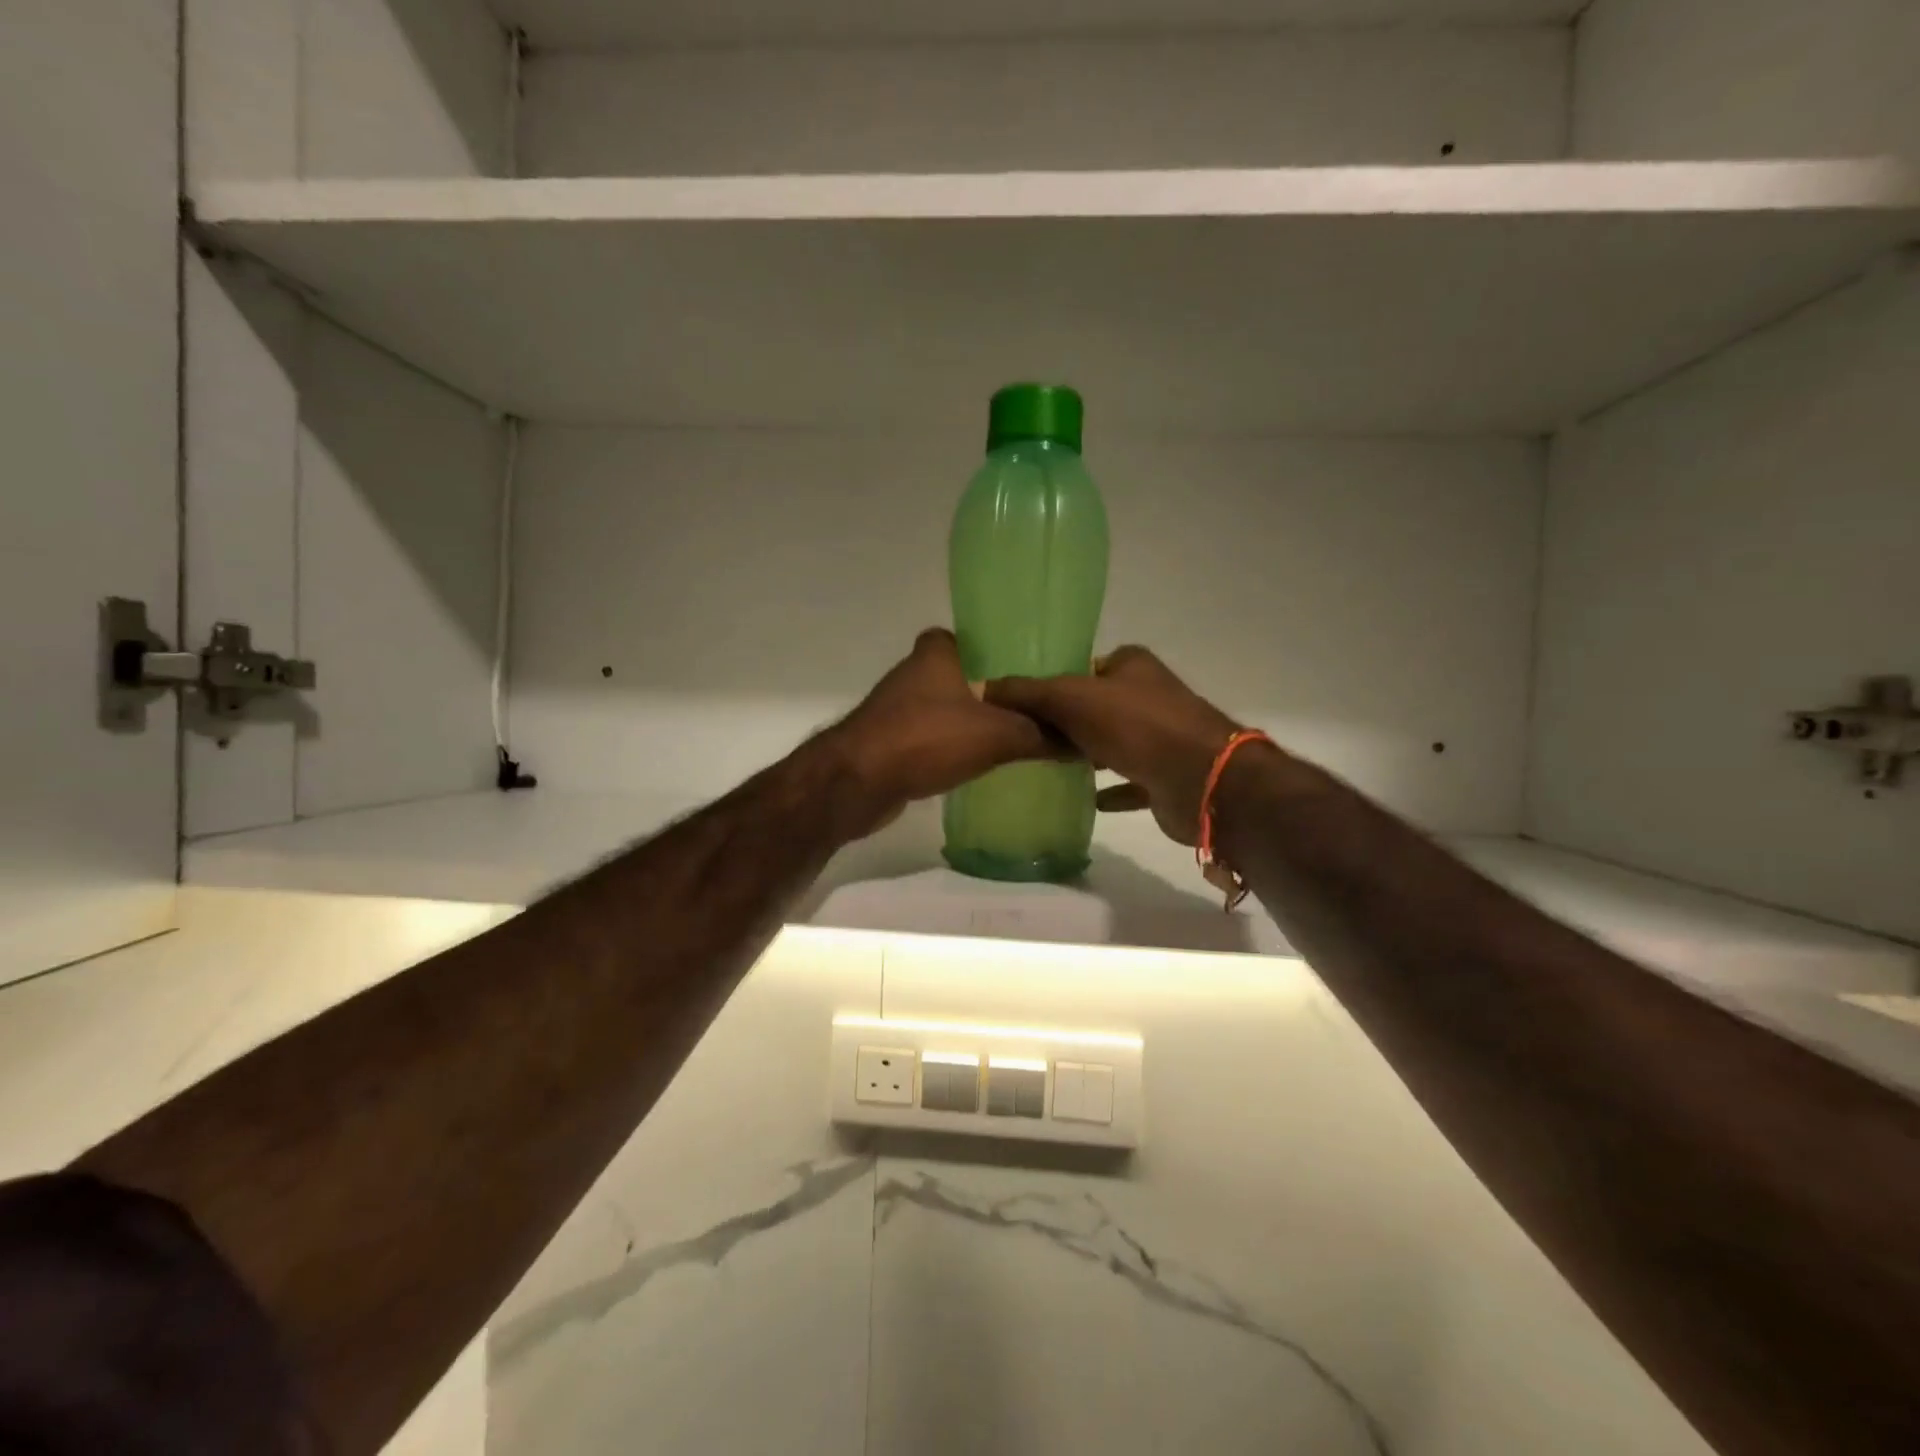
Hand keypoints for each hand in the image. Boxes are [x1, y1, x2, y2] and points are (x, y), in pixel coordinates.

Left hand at [822, 629, 1060, 836]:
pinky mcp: (890, 743)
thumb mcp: (996, 735)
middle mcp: (913, 675)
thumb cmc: (925, 740)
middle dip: (993, 690)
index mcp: (935, 654)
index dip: (999, 649)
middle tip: (1034, 708)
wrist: (856, 784)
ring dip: (973, 722)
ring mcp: (897, 710)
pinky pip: (933, 739)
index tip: (1030, 670)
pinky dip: (953, 748)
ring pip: (948, 709)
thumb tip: (1081, 742)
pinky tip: (980, 764)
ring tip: (1017, 737)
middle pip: (963, 675)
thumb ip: (1039, 735)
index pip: (971, 637)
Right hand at [986, 646, 1241, 845]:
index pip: (1082, 667)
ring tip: (1044, 764)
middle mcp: (1148, 695)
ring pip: (1112, 742)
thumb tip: (980, 688)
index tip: (1019, 703)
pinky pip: (1128, 780)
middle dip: (1065, 721)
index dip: (1052, 682)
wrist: (1201, 780)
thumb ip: (1027, 693)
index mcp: (1132, 665)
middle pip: (1095, 705)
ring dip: (1085, 752)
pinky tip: (1085, 799)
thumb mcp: (1072, 699)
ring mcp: (1160, 736)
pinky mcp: (1164, 775)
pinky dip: (1109, 788)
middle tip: (1024, 737)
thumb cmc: (1137, 727)